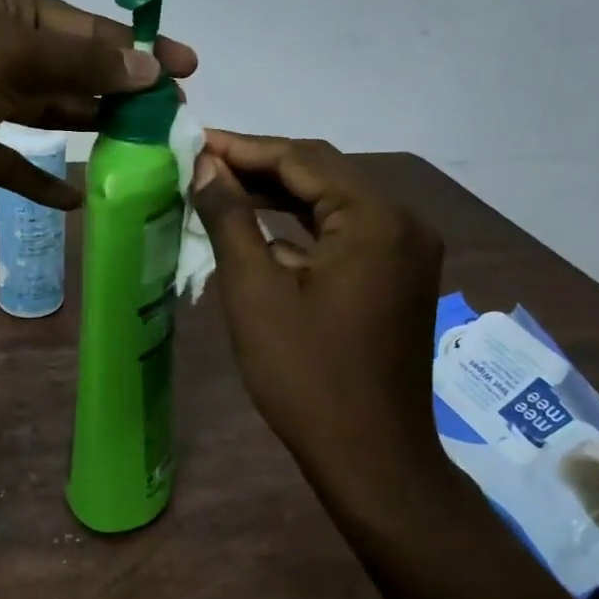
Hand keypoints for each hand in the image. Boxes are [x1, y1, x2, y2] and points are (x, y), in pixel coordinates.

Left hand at [0, 0, 197, 212]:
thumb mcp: (4, 60)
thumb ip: (78, 62)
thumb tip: (149, 66)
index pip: (82, 24)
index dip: (137, 48)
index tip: (187, 69)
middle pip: (65, 64)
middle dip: (114, 90)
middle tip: (168, 118)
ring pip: (39, 107)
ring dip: (81, 127)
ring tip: (134, 150)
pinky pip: (5, 152)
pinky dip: (35, 173)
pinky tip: (72, 197)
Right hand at [189, 133, 444, 481]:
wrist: (369, 456)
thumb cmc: (305, 374)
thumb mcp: (255, 291)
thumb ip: (229, 217)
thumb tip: (205, 166)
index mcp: (375, 217)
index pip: (301, 158)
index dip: (242, 147)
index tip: (193, 141)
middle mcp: (401, 222)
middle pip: (322, 173)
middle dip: (259, 166)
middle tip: (200, 164)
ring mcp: (404, 251)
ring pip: (332, 203)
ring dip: (278, 196)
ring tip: (218, 189)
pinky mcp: (396, 277)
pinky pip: (344, 234)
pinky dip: (300, 229)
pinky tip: (256, 232)